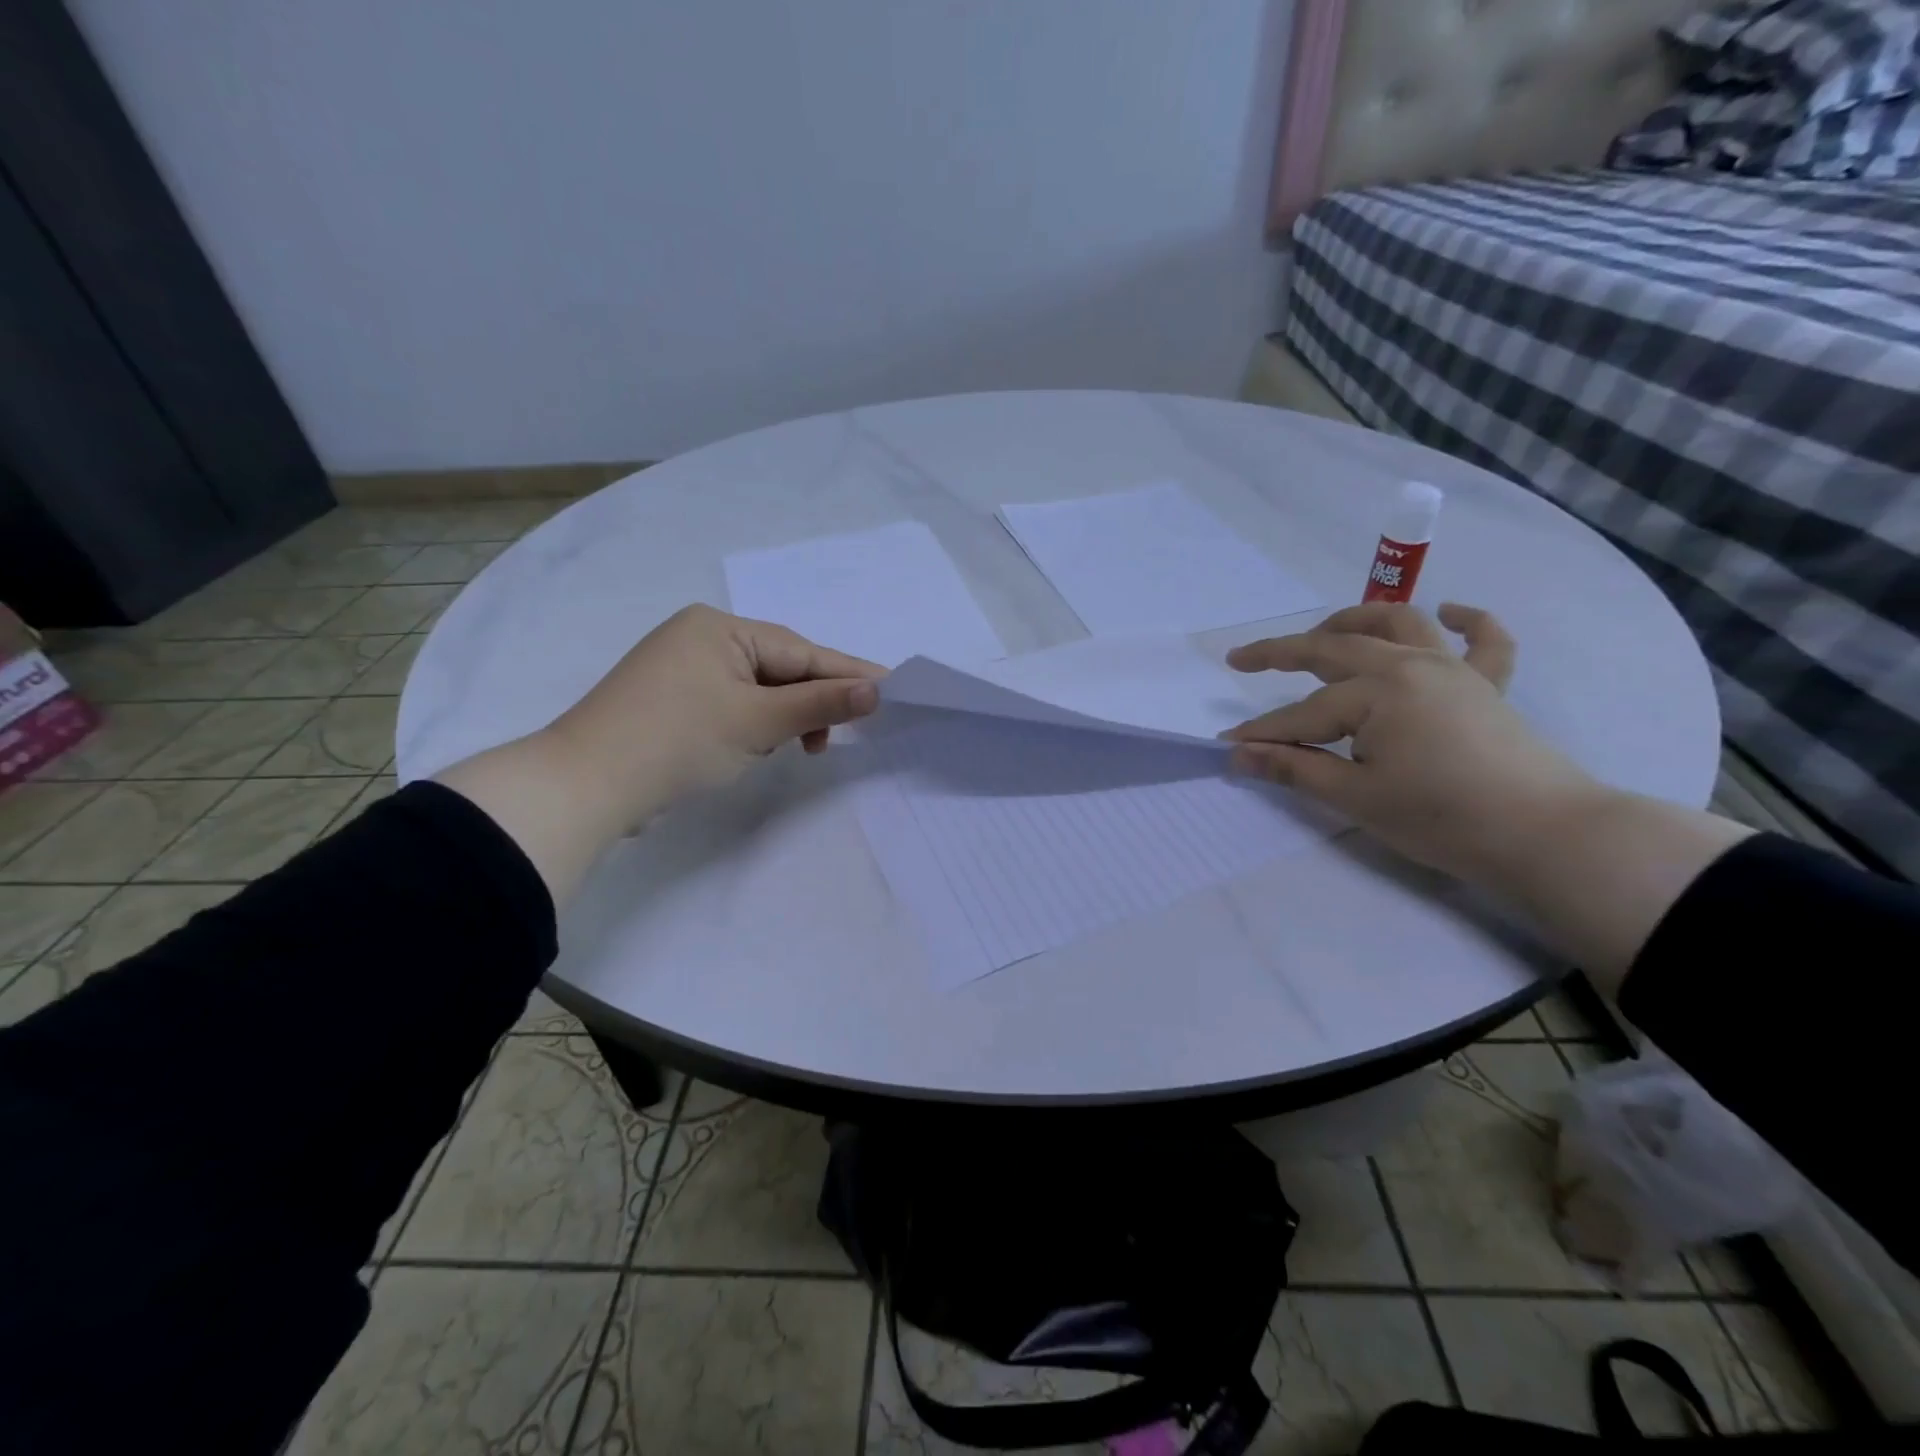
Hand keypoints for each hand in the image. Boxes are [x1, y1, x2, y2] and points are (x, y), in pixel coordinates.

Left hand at [547, 604, 884, 828]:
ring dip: (784, 717)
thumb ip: (821, 703)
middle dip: (811, 701)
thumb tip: (876, 689)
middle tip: (842, 734)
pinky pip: (731, 702)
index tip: (893, 689)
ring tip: (798, 749)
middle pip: (779, 666)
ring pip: (756, 688)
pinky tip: (761, 745)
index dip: (848, 674)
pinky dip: (754, 723)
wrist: (585, 787)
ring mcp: (680, 669)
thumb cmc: (679, 742)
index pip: (800, 651)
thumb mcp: (759, 722)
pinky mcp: (670, 700)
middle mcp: (699, 637)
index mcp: (718, 627)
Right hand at [1222, 602, 1600, 878]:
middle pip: (1335, 648)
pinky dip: (1468, 620)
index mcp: (1378, 691)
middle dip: (1283, 652)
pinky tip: (1449, 612)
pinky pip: (1485, 640)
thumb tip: (1238, 754)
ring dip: (1356, 620)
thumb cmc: (1441, 817)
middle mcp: (1411, 664)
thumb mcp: (1356, 796)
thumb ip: (1293, 768)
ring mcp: (1455, 668)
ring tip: (1324, 631)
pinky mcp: (1488, 686)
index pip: (1304, 713)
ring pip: (1399, 623)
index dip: (1264, 732)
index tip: (1228, 745)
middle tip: (1243, 660)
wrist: (1545, 835)